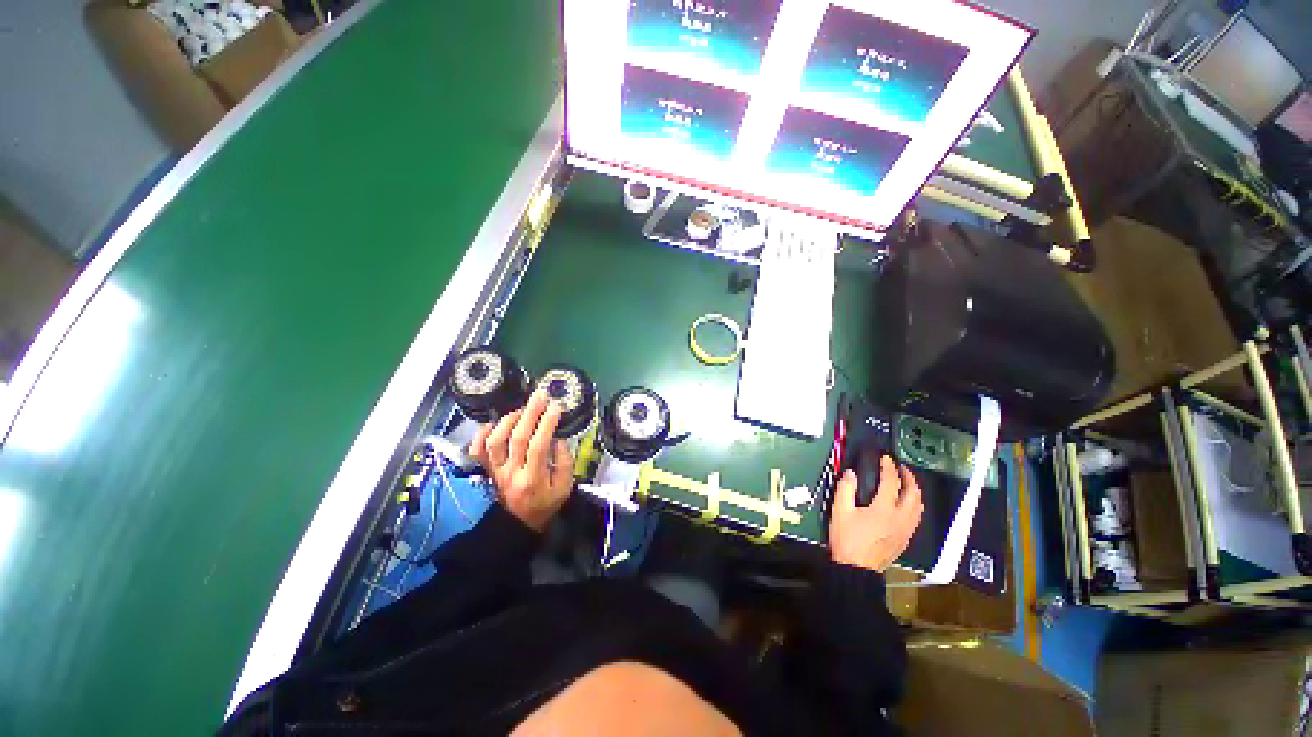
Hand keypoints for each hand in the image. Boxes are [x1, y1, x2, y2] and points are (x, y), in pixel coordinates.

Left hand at [471, 389, 574, 530]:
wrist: (517, 524)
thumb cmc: (544, 504)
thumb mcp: (564, 488)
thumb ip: (564, 463)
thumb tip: (558, 439)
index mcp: (532, 479)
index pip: (538, 446)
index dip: (547, 424)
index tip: (556, 407)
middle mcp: (510, 473)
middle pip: (517, 437)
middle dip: (530, 413)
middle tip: (540, 395)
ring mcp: (496, 470)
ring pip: (495, 441)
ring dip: (509, 420)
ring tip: (523, 408)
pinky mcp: (487, 469)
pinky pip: (477, 450)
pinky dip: (481, 434)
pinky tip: (493, 422)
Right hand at [828, 455, 922, 572]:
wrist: (856, 569)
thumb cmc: (846, 539)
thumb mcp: (839, 511)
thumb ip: (845, 489)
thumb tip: (851, 474)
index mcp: (883, 509)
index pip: (891, 482)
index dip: (888, 467)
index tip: (885, 458)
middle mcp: (899, 518)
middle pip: (913, 494)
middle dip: (909, 478)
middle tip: (901, 468)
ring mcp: (905, 530)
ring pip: (918, 507)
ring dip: (914, 492)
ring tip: (906, 484)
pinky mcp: (904, 540)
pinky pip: (915, 518)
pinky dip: (913, 506)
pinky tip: (905, 506)